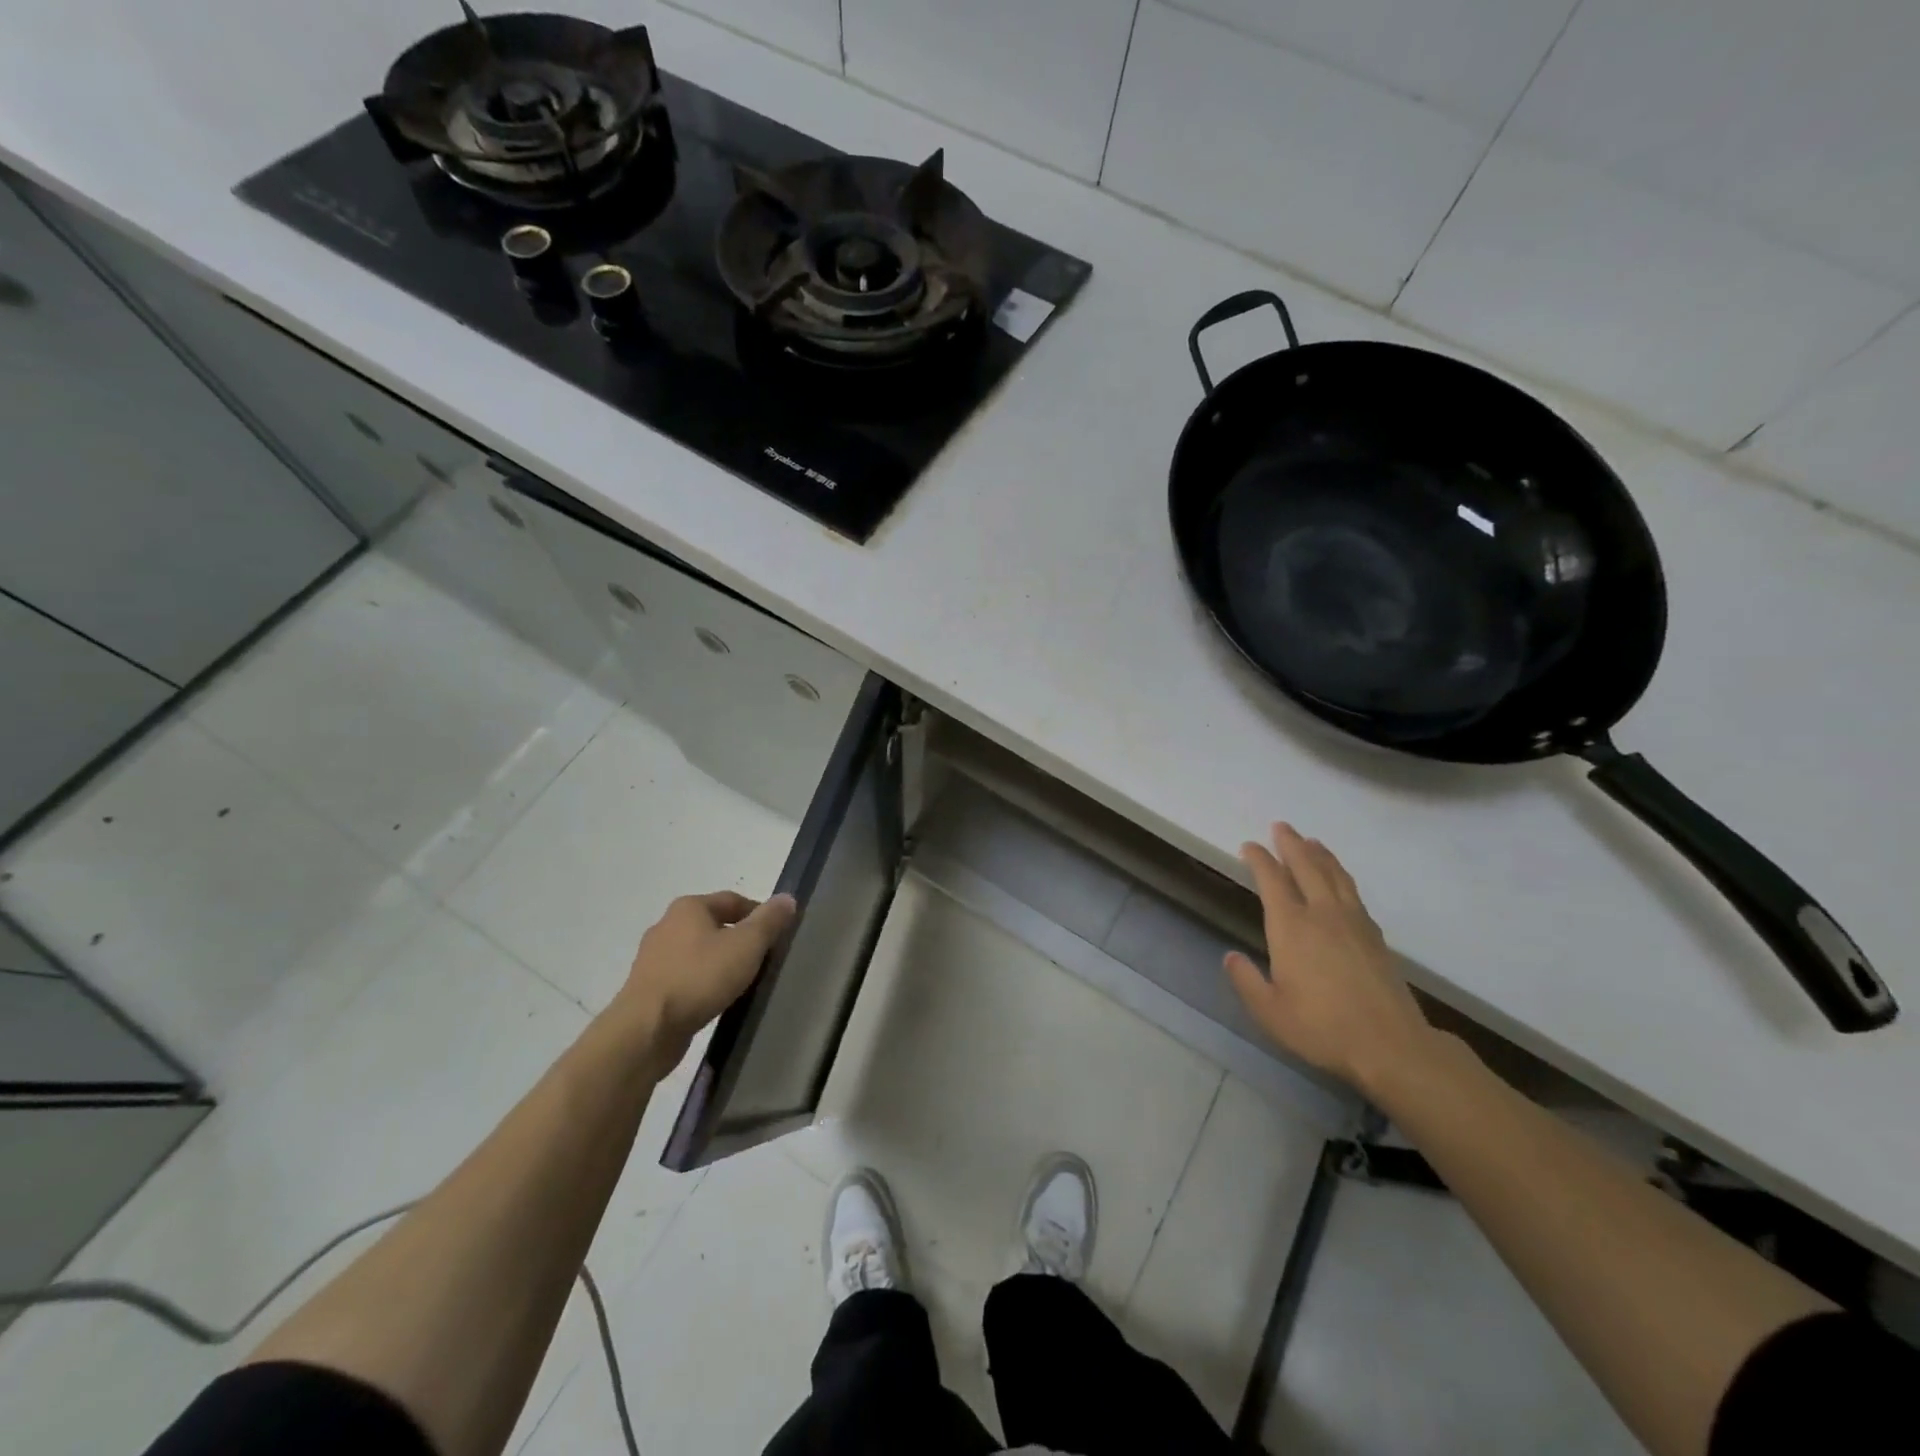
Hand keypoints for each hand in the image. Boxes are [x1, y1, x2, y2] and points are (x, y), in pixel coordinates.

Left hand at [611, 891, 797, 1073]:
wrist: (646, 1031)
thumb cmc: (699, 978)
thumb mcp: (746, 946)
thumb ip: (769, 921)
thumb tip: (787, 898)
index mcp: (689, 908)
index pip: (733, 900)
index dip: (759, 913)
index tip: (778, 935)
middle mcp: (667, 926)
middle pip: (714, 925)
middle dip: (739, 939)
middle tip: (764, 959)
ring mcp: (653, 959)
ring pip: (698, 953)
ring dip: (720, 963)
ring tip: (743, 982)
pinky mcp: (648, 989)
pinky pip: (685, 978)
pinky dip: (703, 984)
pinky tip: (716, 1000)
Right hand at [1224, 823, 1433, 1096]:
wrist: (1391, 1045)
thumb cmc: (1322, 1028)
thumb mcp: (1270, 1011)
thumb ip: (1246, 981)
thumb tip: (1230, 957)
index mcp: (1291, 927)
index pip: (1272, 881)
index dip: (1260, 860)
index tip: (1249, 846)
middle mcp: (1322, 914)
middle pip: (1306, 867)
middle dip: (1291, 844)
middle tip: (1281, 827)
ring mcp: (1353, 923)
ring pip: (1335, 875)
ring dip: (1320, 855)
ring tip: (1311, 841)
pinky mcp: (1375, 936)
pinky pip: (1353, 892)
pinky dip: (1342, 876)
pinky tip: (1340, 880)